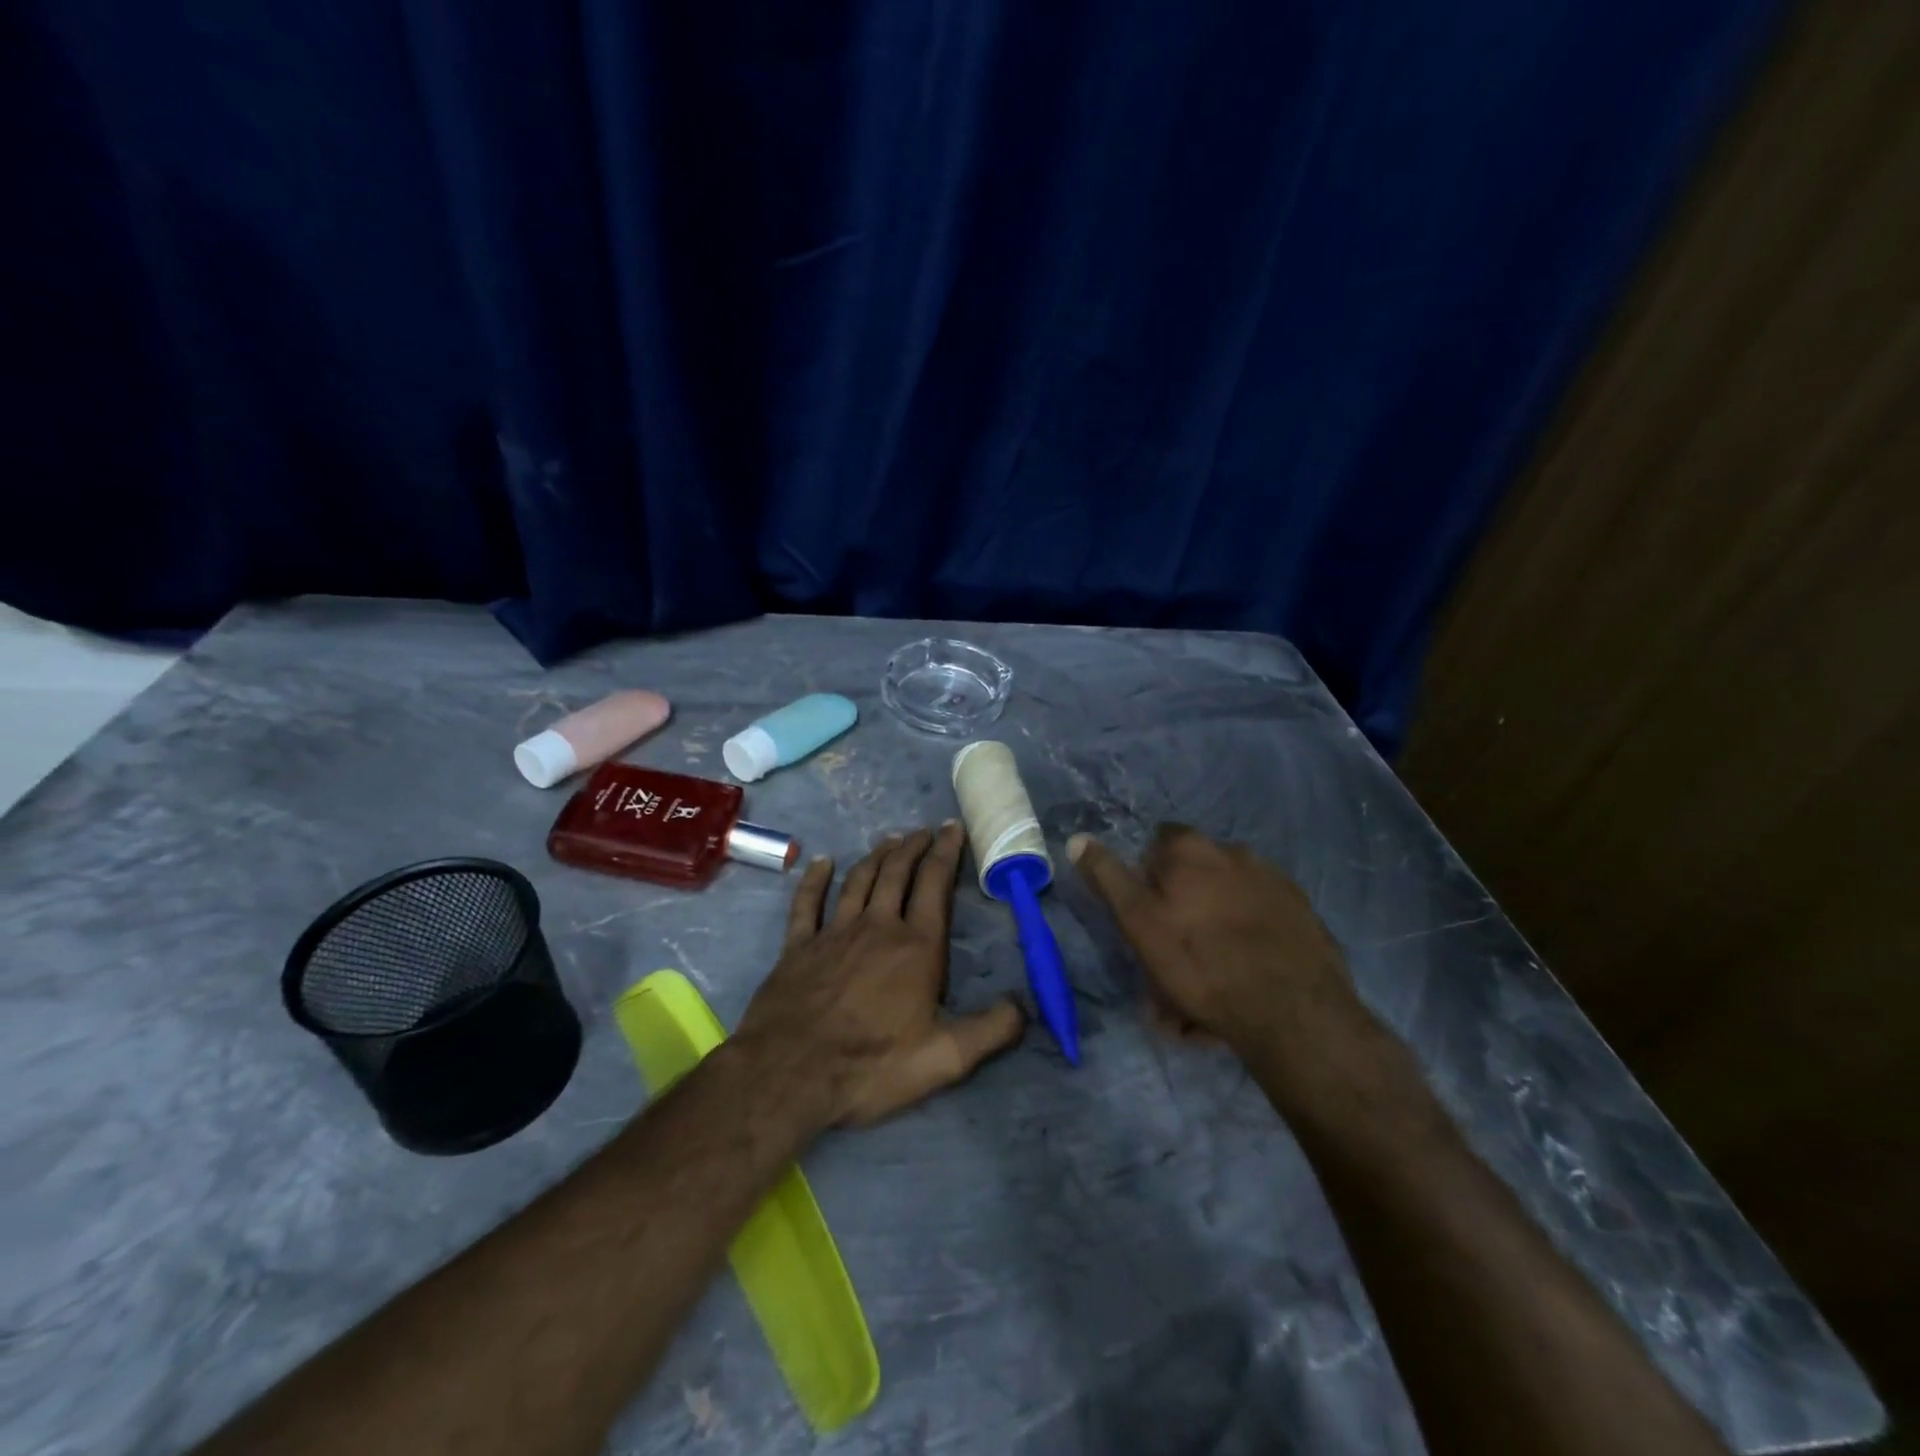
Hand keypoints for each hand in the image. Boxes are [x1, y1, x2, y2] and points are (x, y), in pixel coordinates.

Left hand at [735, 823, 1024, 1127]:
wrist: (789, 1072)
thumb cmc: (871, 1065)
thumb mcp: (945, 1059)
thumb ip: (991, 1030)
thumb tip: (1025, 1004)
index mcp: (916, 947)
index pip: (935, 885)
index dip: (947, 853)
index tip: (953, 829)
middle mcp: (877, 927)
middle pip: (897, 873)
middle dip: (914, 847)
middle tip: (924, 831)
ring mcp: (833, 933)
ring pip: (859, 881)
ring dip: (876, 856)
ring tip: (890, 841)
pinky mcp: (798, 946)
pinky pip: (807, 902)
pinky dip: (815, 879)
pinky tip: (822, 863)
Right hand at [1069, 826, 1380, 1096]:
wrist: (1293, 1011)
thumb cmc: (1201, 963)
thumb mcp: (1139, 922)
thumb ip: (1108, 878)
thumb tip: (1078, 838)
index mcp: (1193, 849)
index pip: (1159, 841)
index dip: (1147, 875)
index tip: (1144, 914)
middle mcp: (1236, 852)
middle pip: (1196, 876)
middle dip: (1181, 911)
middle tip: (1172, 962)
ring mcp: (1275, 882)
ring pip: (1226, 904)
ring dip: (1212, 932)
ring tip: (1206, 986)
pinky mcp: (1303, 915)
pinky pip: (1259, 924)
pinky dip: (1246, 944)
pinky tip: (1243, 981)